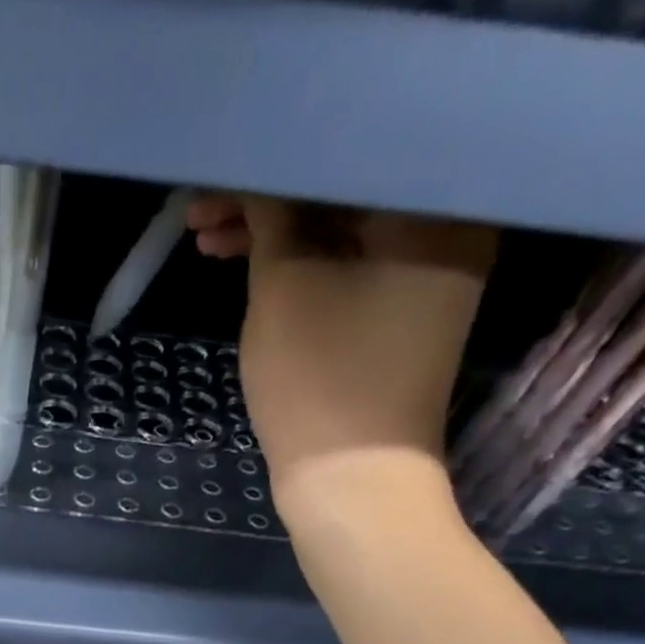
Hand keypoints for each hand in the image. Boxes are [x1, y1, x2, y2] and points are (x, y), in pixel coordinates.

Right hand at [189, 194, 494, 512]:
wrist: (353, 485)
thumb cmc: (320, 382)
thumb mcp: (285, 288)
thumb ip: (271, 217)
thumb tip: (259, 177)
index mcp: (433, 209)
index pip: (342, 158)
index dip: (270, 167)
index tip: (215, 182)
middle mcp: (445, 231)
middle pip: (342, 195)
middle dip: (267, 204)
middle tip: (199, 219)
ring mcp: (423, 279)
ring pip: (338, 236)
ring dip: (274, 240)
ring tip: (209, 247)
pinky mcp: (398, 319)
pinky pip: (346, 271)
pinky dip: (300, 271)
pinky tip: (251, 272)